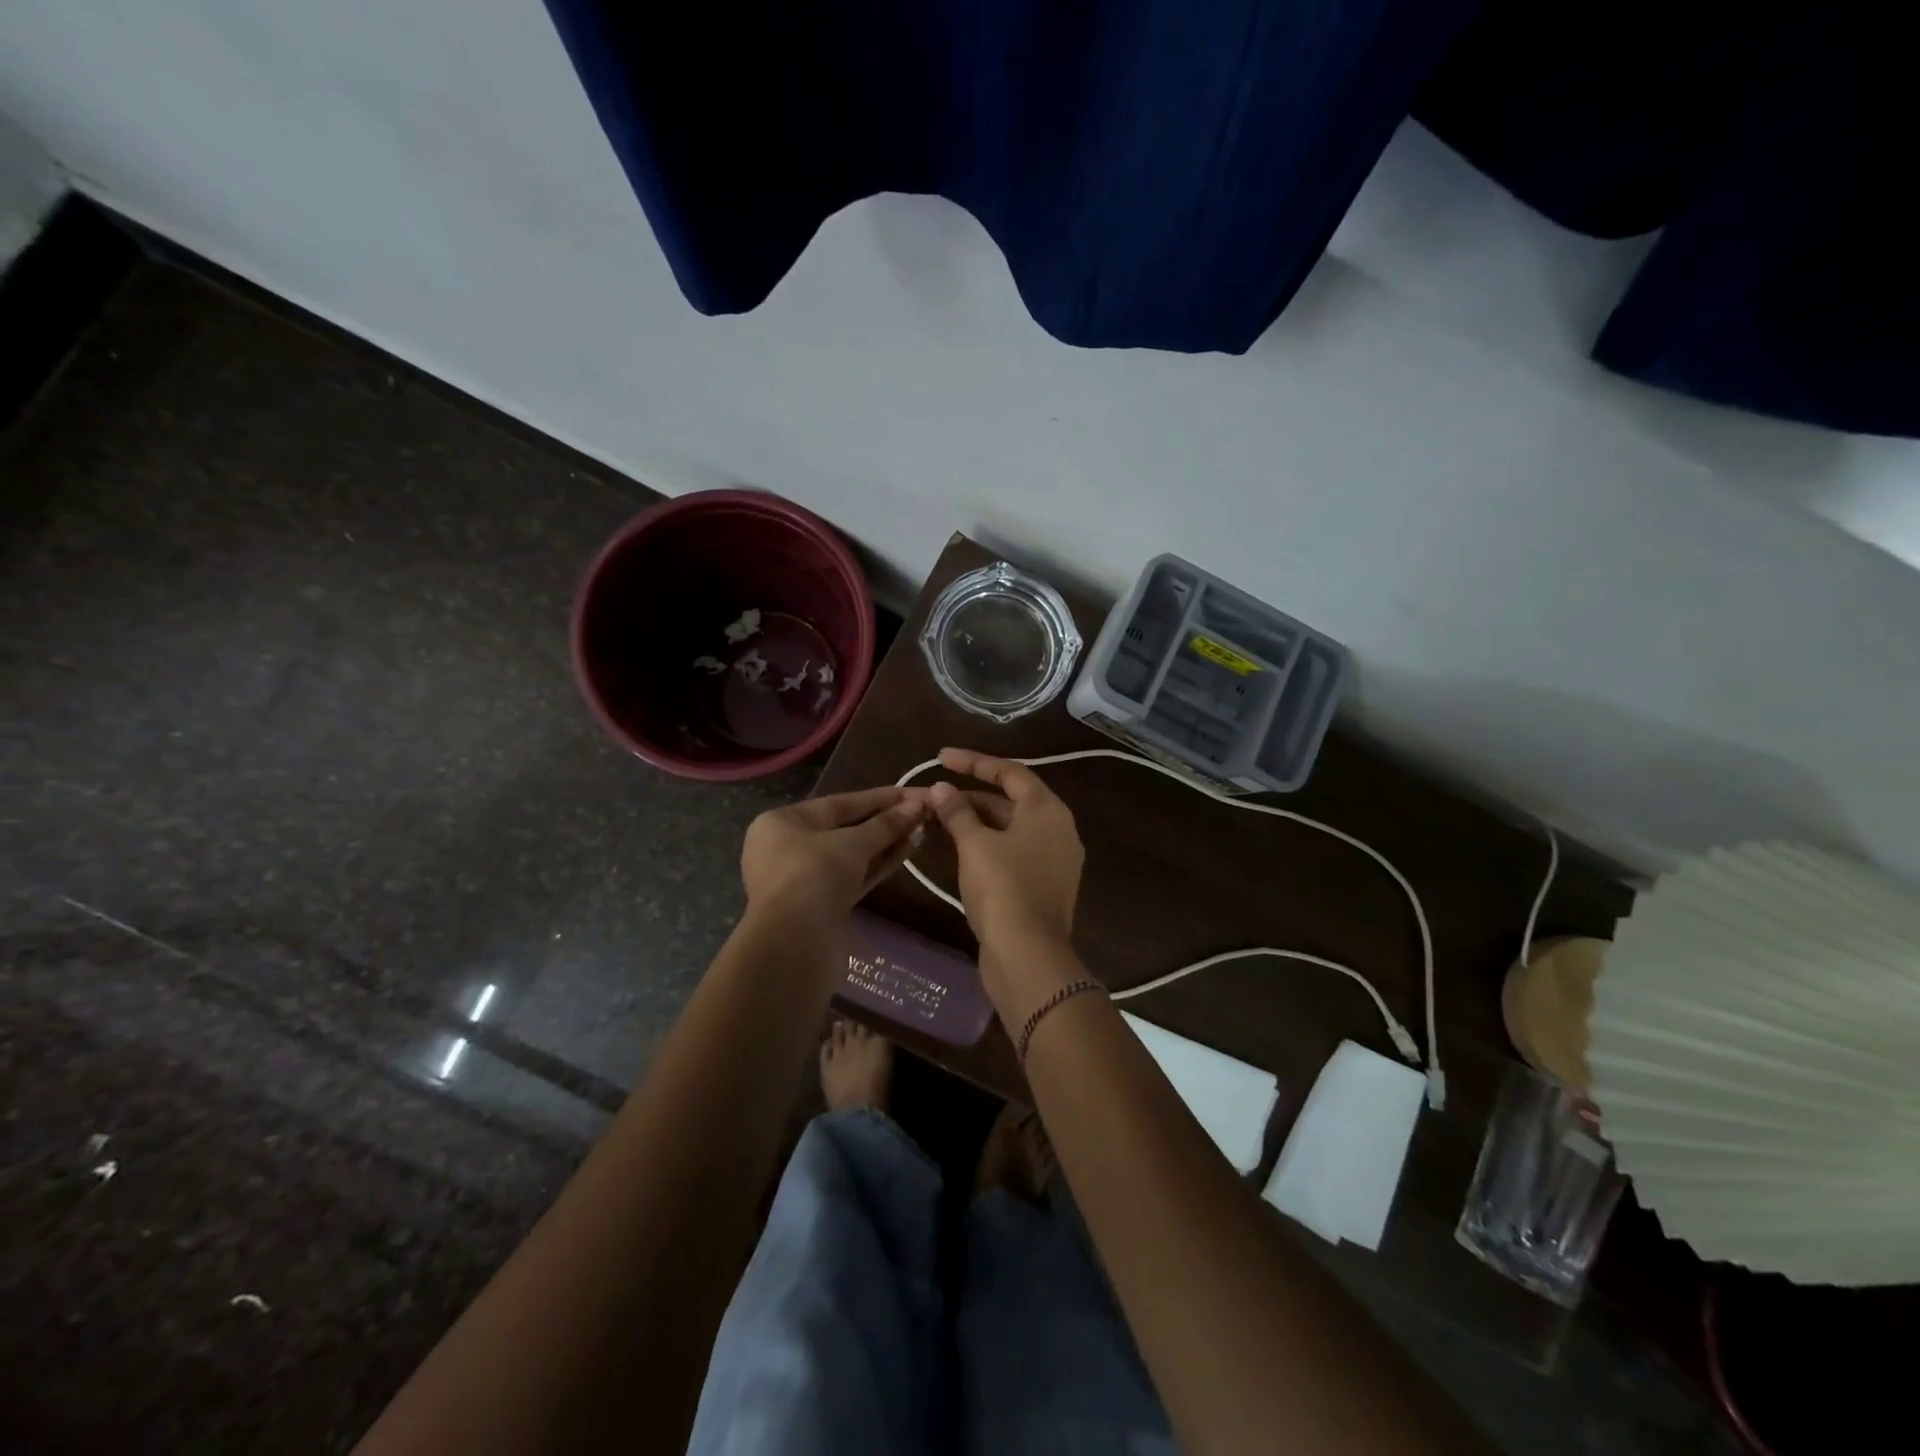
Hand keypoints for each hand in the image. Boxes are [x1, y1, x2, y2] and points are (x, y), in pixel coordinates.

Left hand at [740, 787, 927, 927]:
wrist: (793, 944)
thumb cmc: (813, 876)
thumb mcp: (852, 843)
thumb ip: (886, 824)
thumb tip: (918, 805)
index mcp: (784, 822)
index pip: (840, 802)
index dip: (880, 797)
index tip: (915, 793)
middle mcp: (790, 847)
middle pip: (846, 828)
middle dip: (885, 821)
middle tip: (924, 812)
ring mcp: (806, 879)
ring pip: (852, 855)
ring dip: (886, 843)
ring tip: (921, 830)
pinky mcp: (822, 906)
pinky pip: (854, 876)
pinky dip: (878, 865)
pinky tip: (907, 851)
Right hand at [926, 748, 1083, 954]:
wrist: (1028, 956)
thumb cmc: (1003, 888)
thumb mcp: (975, 844)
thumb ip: (957, 811)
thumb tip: (941, 789)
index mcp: (1048, 810)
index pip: (1010, 772)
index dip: (973, 761)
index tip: (940, 757)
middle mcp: (1059, 829)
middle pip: (1011, 800)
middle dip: (971, 796)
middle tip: (934, 795)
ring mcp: (1055, 860)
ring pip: (1010, 829)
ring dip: (976, 821)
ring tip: (939, 819)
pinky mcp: (1044, 886)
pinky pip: (1013, 852)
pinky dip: (987, 845)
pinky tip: (958, 850)